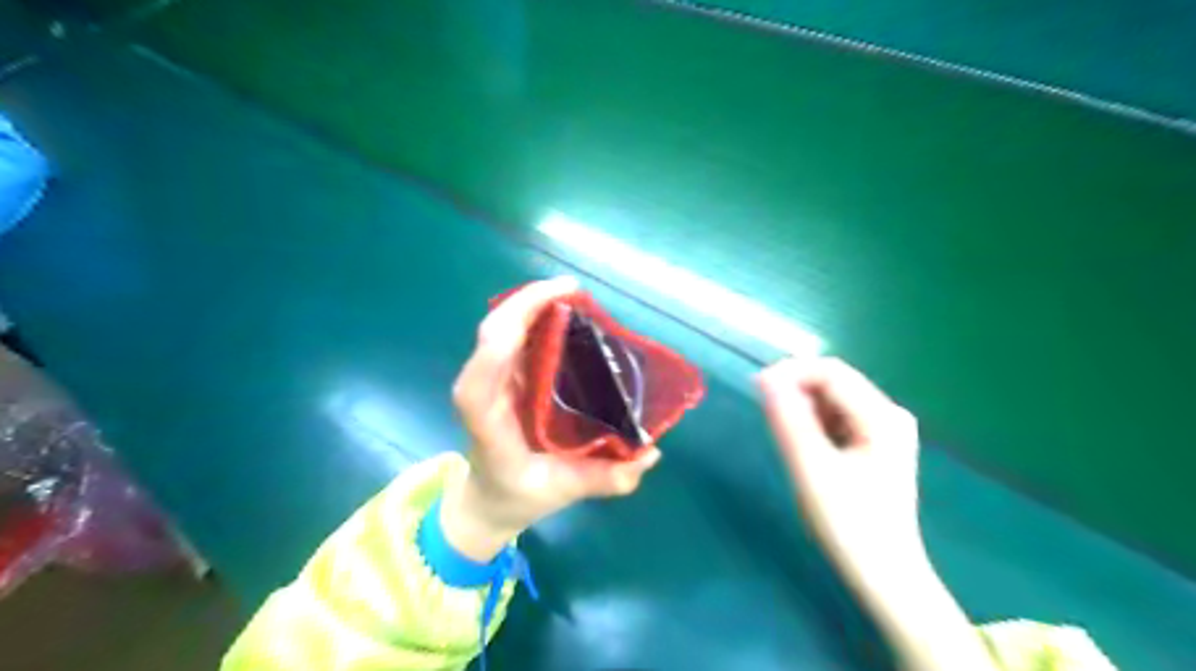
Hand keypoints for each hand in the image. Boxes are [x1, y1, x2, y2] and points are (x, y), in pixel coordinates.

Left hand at [441, 275, 662, 561]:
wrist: (488, 497)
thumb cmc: (519, 493)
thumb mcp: (564, 491)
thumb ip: (607, 478)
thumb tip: (652, 453)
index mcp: (487, 422)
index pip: (481, 378)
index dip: (505, 341)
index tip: (548, 312)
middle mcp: (482, 391)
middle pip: (492, 334)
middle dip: (527, 303)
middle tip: (574, 290)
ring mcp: (489, 377)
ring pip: (500, 327)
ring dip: (531, 303)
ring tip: (573, 294)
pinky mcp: (500, 372)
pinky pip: (511, 334)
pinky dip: (531, 314)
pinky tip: (563, 309)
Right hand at [759, 362, 996, 669]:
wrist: (885, 575)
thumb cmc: (850, 524)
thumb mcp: (813, 469)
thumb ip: (790, 420)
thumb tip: (765, 378)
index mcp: (882, 416)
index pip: (831, 372)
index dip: (791, 372)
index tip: (755, 387)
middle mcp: (889, 414)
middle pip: (834, 383)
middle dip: (796, 389)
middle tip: (764, 410)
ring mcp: (885, 430)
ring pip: (833, 400)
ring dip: (803, 407)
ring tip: (782, 432)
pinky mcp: (875, 444)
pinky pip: (837, 418)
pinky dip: (814, 423)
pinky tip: (803, 444)